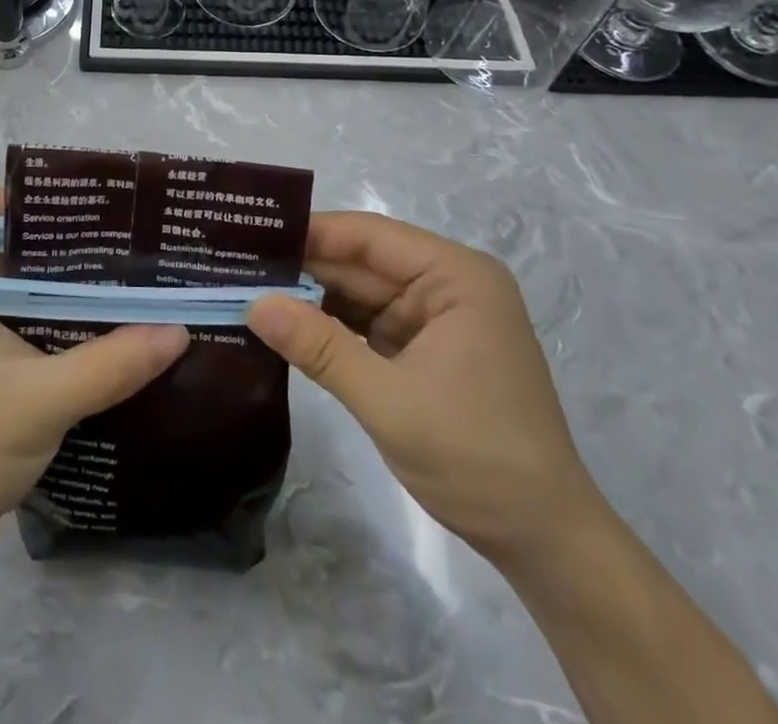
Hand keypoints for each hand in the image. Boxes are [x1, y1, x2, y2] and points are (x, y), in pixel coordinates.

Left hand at [0, 190, 189, 567]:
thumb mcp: (42, 400)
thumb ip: (110, 363)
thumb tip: (179, 328)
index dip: (29, 196)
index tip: (86, 201)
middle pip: (18, 247)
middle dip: (69, 239)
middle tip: (128, 236)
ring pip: (30, 288)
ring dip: (75, 283)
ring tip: (133, 273)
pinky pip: (38, 324)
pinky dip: (72, 319)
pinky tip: (116, 326)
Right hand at [248, 212, 605, 567]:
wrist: (544, 544)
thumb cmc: (478, 459)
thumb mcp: (390, 401)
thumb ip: (319, 347)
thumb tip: (252, 303)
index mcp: (456, 276)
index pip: (368, 236)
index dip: (307, 233)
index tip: (248, 235)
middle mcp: (445, 285)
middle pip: (359, 262)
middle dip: (300, 267)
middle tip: (232, 265)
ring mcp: (433, 318)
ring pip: (356, 293)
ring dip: (307, 297)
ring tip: (243, 288)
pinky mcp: (421, 349)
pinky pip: (364, 324)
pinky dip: (326, 327)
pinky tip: (281, 325)